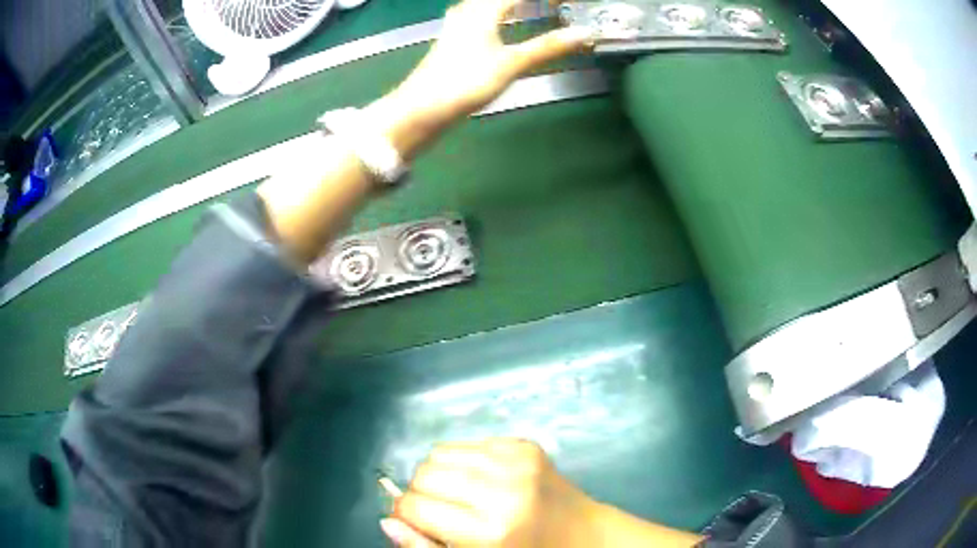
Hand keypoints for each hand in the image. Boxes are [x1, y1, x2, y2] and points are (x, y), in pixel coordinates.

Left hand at [366, 0, 594, 159]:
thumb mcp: (511, 64)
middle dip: (530, 1)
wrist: (421, 109)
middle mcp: (468, 11)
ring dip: (514, 6)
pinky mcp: (452, 40)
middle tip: (555, 4)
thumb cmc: (465, 82)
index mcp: (483, 10)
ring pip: (489, 5)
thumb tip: (584, 34)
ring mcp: (457, 25)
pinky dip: (501, 15)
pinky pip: (482, 16)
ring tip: (535, 8)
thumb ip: (547, 47)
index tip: (568, 1)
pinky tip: (502, 23)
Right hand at [381, 438, 602, 546]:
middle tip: (438, 510)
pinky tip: (481, 480)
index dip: (404, 513)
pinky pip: (469, 443)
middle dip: (419, 492)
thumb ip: (426, 546)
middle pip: (424, 474)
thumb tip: (388, 520)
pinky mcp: (526, 444)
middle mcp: (503, 489)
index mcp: (490, 530)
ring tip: (458, 494)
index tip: (412, 520)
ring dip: (438, 473)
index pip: (415, 506)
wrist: (584, 534)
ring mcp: (517, 461)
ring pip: (441, 452)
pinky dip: (463, 461)